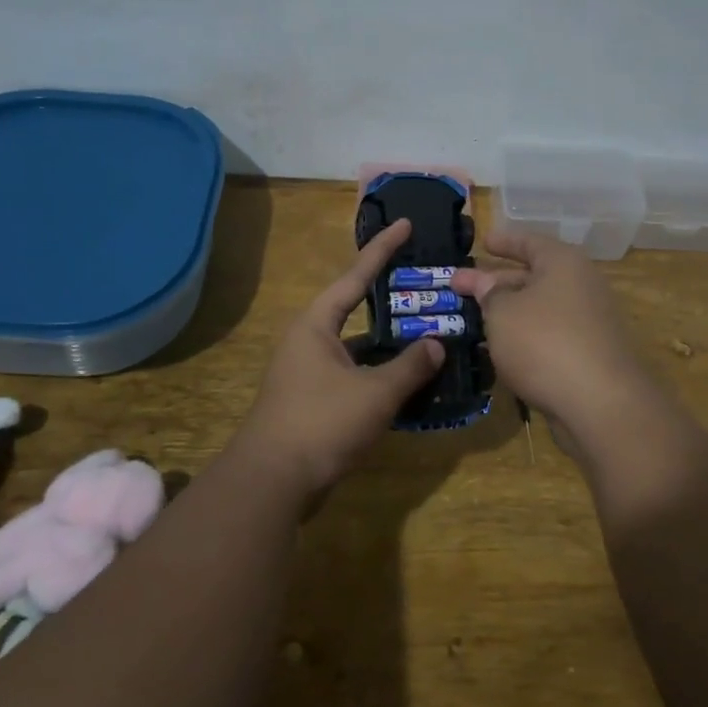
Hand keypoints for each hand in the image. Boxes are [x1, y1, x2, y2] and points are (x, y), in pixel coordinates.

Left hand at [233, 220, 444, 498]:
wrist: (271, 482)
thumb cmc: (321, 423)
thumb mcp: (375, 392)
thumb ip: (410, 367)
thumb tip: (436, 345)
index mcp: (316, 324)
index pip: (356, 276)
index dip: (382, 249)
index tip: (405, 224)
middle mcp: (309, 341)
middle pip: (356, 311)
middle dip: (391, 302)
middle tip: (426, 288)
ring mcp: (308, 373)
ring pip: (358, 349)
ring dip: (389, 346)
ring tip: (429, 337)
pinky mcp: (313, 402)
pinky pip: (354, 376)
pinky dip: (380, 376)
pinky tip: (409, 384)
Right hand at [452, 230, 651, 441]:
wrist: (600, 403)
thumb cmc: (544, 342)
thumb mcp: (503, 313)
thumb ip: (490, 295)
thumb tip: (486, 284)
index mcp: (563, 263)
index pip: (529, 242)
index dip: (504, 241)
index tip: (483, 241)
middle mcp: (581, 286)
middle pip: (533, 276)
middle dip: (495, 281)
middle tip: (460, 287)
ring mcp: (588, 322)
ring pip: (539, 308)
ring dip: (508, 312)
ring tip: (474, 319)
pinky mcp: (588, 355)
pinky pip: (549, 335)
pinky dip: (524, 336)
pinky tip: (500, 349)